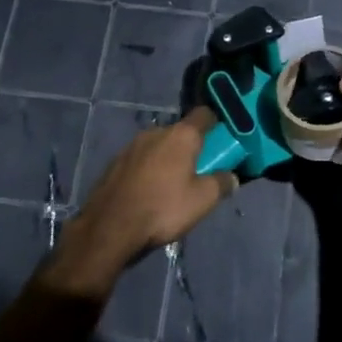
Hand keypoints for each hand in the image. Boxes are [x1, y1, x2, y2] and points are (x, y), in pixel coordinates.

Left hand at [46, 108, 234, 296]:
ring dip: (168, 159)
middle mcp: (156, 131)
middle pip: (180, 132)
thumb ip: (222, 183)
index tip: (222, 139)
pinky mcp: (115, 162)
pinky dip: (149, 170)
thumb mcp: (202, 200)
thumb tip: (232, 177)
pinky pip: (141, 160)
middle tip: (198, 171)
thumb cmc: (163, 208)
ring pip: (159, 146)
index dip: (216, 123)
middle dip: (191, 147)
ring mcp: (132, 145)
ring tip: (171, 186)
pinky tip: (148, 192)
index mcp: (181, 135)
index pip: (204, 114)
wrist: (109, 227)